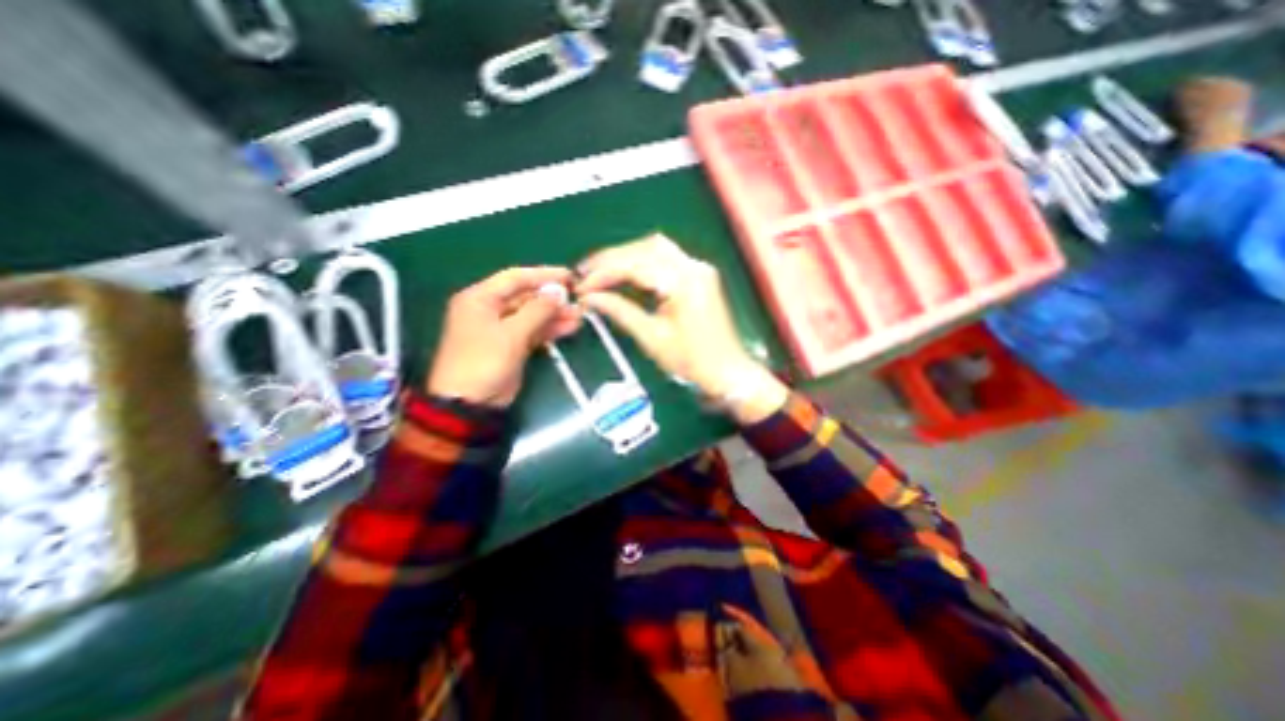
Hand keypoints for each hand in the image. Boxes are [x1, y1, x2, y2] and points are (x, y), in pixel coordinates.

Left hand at [427, 265, 582, 411]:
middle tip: (578, 299)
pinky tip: (569, 328)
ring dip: (555, 315)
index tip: (569, 276)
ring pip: (532, 315)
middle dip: (552, 299)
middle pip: (525, 297)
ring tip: (579, 316)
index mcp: (480, 299)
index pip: (515, 278)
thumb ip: (537, 310)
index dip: (543, 275)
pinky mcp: (511, 345)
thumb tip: (558, 292)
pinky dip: (550, 330)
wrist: (469, 403)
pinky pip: (533, 331)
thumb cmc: (484, 361)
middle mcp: (489, 309)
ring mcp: (501, 329)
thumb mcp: (511, 333)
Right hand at [578, 234, 789, 426]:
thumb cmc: (692, 360)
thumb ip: (620, 311)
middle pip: (645, 247)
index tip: (582, 286)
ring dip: (626, 256)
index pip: (635, 265)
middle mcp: (693, 267)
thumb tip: (590, 298)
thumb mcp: (652, 337)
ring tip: (601, 270)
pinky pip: (666, 258)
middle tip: (586, 272)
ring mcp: (699, 269)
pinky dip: (642, 262)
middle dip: (612, 258)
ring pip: (655, 248)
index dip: (604, 273)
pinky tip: (626, 273)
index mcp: (683, 282)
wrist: (727, 371)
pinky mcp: (699, 275)